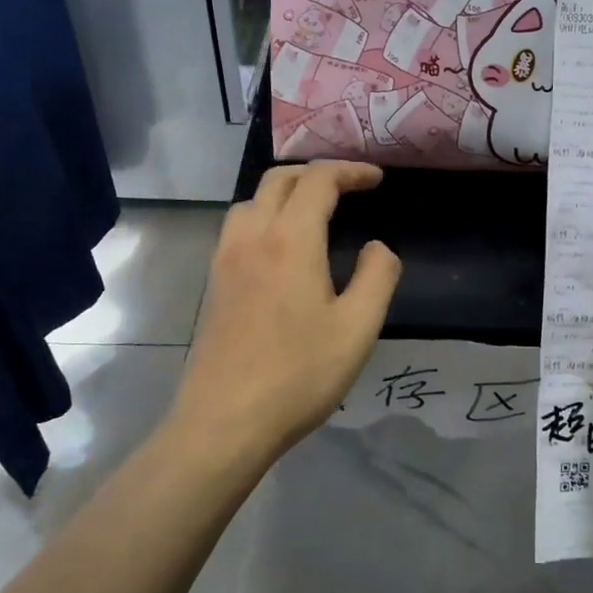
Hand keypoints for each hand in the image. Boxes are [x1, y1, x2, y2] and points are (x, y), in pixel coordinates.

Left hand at [169, 162, 400, 465]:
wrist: (225, 420)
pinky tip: (281, 248)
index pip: (319, 180)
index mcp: (290, 239)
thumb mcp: (358, 328)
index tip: (377, 179)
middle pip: (279, 180)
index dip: (351, 171)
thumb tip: (377, 247)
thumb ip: (377, 276)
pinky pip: (238, 227)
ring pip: (252, 201)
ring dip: (285, 192)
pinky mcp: (214, 284)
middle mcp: (252, 237)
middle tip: (350, 187)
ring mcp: (226, 259)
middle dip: (317, 173)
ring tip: (314, 211)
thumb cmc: (299, 374)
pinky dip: (265, 216)